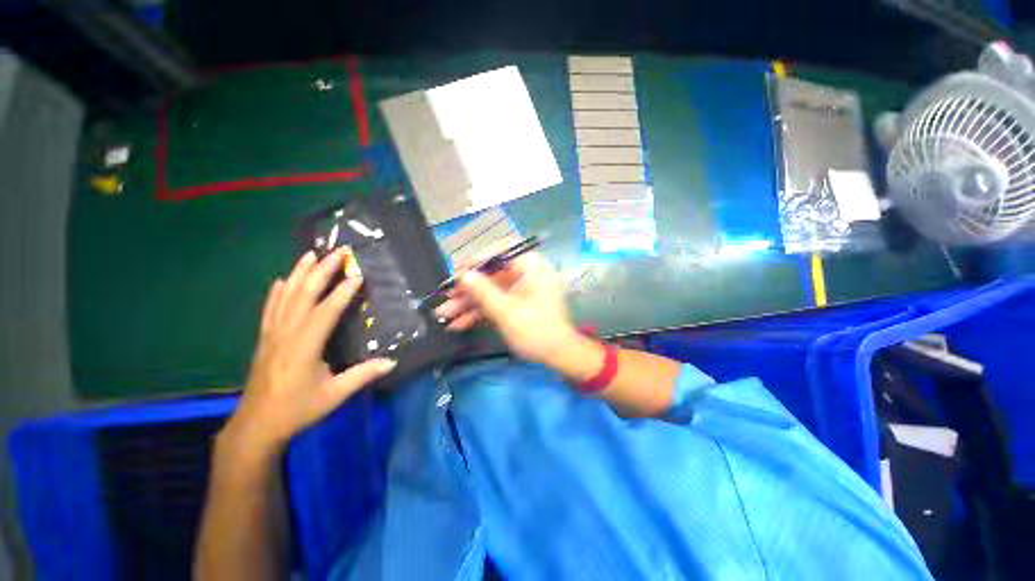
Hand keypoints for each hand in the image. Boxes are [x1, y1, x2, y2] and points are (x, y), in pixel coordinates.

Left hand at [223, 248, 395, 452]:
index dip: (343, 291)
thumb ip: (363, 375)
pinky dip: (277, 291)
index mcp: (304, 346)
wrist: (256, 426)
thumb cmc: (297, 409)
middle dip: (322, 270)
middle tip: (338, 252)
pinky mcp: (265, 339)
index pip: (326, 311)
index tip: (358, 273)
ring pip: (285, 296)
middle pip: (304, 294)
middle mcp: (286, 334)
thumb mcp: (334, 395)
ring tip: (311, 254)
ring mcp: (272, 334)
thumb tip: (392, 361)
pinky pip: (270, 308)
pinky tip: (282, 280)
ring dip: (299, 273)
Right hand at [434, 244, 578, 363]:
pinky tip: (458, 324)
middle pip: (492, 275)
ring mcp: (521, 291)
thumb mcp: (506, 311)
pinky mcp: (517, 306)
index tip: (461, 271)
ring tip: (443, 315)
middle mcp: (526, 275)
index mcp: (531, 267)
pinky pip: (496, 304)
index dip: (479, 258)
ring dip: (468, 304)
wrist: (559, 356)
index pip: (503, 250)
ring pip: (491, 291)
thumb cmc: (536, 329)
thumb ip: (483, 291)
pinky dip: (479, 313)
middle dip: (468, 289)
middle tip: (445, 297)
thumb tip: (463, 275)